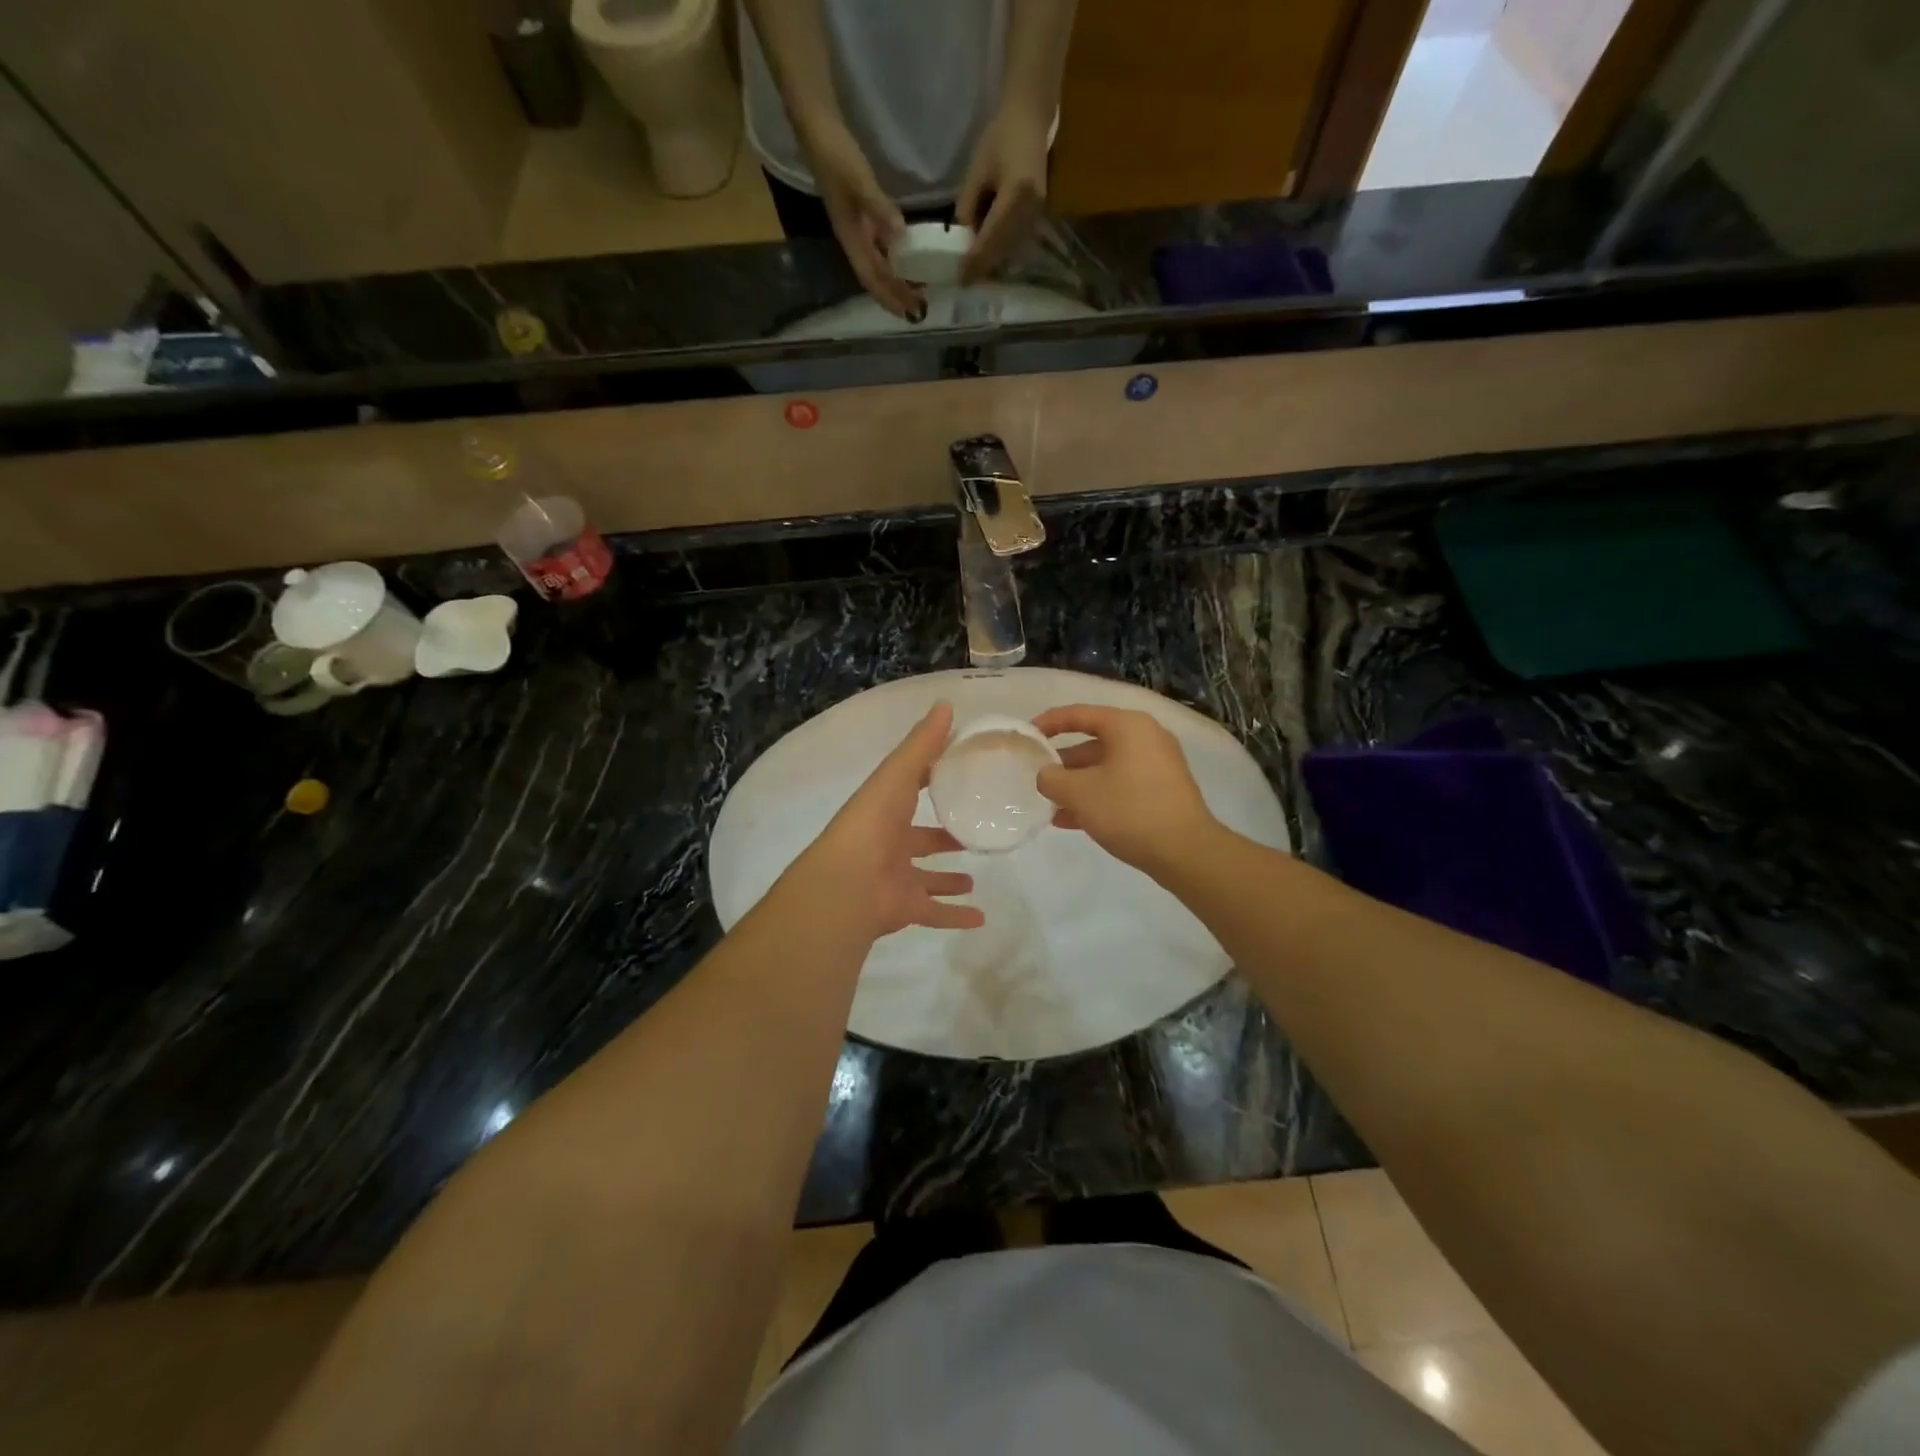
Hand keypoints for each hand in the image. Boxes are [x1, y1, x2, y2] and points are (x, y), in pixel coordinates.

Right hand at [802, 122, 923, 319]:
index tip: (908, 313)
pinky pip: (882, 245)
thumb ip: (880, 209)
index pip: (870, 278)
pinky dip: (897, 257)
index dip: (888, 298)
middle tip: (920, 309)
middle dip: (896, 295)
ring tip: (920, 289)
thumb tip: (903, 238)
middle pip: (876, 277)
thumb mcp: (858, 181)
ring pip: (880, 263)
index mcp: (850, 238)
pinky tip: (911, 258)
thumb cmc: (835, 154)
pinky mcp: (863, 213)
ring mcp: (858, 227)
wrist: (817, 125)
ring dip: (898, 279)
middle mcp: (854, 239)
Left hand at [802, 702, 984, 937]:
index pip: (910, 791)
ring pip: (926, 878)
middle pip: (920, 840)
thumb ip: (923, 744)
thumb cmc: (873, 822)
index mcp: (885, 810)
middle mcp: (889, 843)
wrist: (847, 883)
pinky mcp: (905, 908)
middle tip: (971, 834)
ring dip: (948, 879)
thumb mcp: (898, 774)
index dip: (931, 782)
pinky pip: (933, 913)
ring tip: (974, 877)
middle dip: (942, 838)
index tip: (961, 777)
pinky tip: (980, 918)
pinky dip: (954, 916)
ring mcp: (895, 878)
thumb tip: (946, 704)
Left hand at [957, 103, 1049, 283]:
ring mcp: (1038, 215)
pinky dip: (1002, 253)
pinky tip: (989, 257)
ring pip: (1011, 251)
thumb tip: (964, 238)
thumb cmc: (1000, 138)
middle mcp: (1031, 210)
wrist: (1030, 121)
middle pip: (1003, 250)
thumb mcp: (977, 171)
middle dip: (983, 268)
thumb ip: (968, 207)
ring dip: (993, 264)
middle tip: (965, 281)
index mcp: (1016, 194)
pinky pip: (1018, 243)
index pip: (991, 237)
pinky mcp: (1038, 217)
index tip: (961, 279)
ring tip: (974, 272)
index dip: (975, 261)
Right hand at [1032, 705, 1219, 875]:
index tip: (1027, 735)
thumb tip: (1046, 775)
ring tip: (1050, 805)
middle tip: (1038, 777)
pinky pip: (1121, 785)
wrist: (1186, 851)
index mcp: (1128, 726)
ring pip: (1106, 767)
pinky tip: (1071, 821)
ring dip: (1077, 784)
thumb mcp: (1079, 793)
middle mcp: (1146, 737)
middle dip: (1063, 762)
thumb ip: (1052, 778)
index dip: (1049, 723)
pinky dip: (1097, 796)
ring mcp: (1158, 765)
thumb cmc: (1129, 810)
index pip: (1079, 714)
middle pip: (1094, 742)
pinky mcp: (1163, 791)